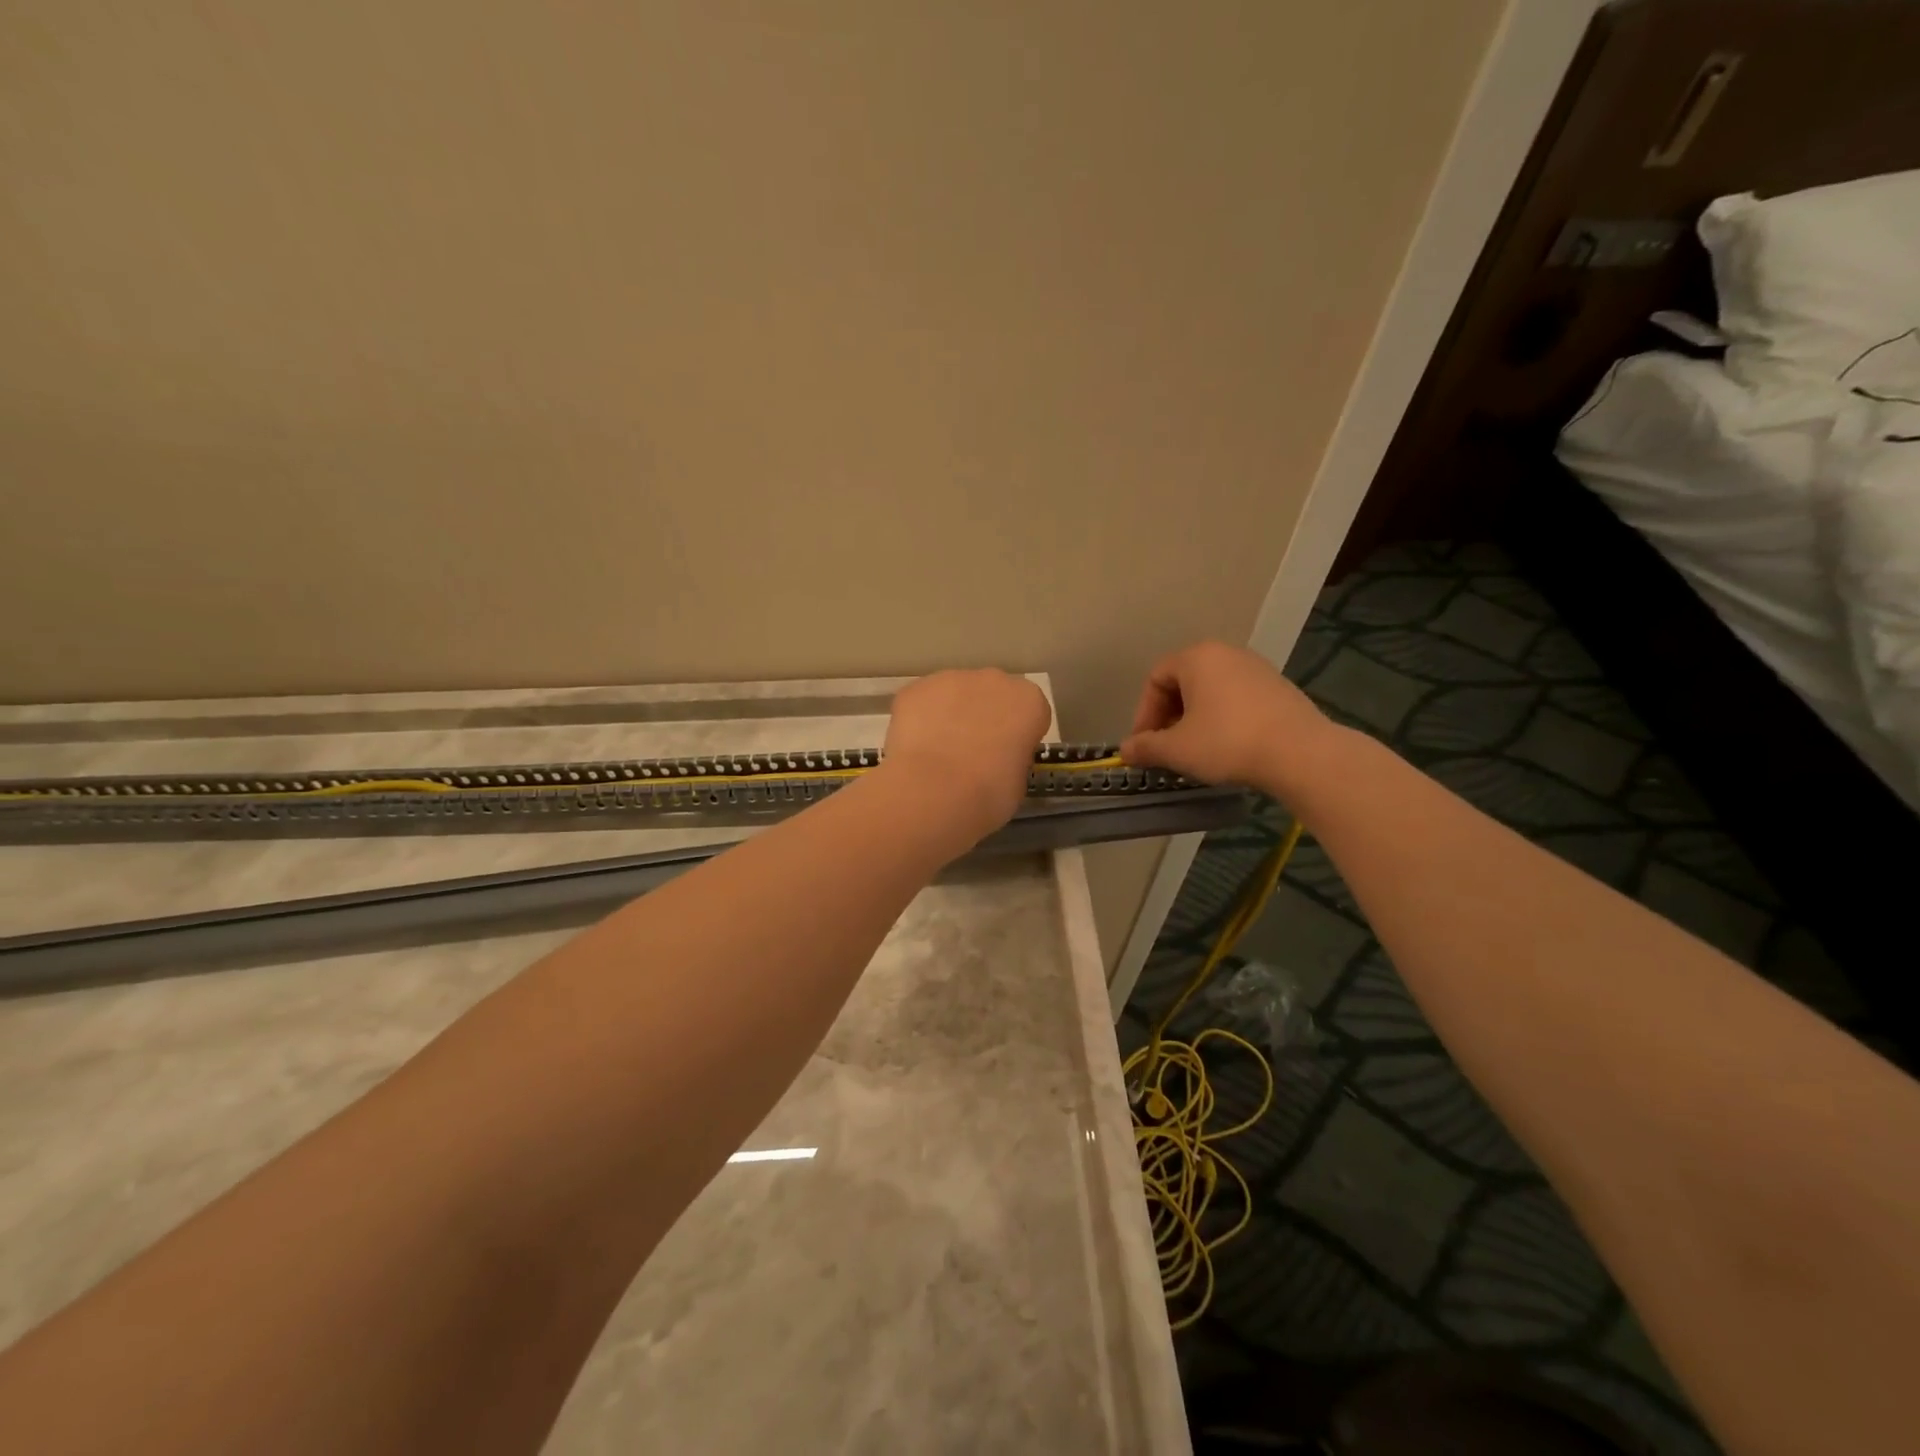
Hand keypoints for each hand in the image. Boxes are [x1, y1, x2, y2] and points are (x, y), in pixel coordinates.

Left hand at [880, 670, 1053, 844]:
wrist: (933, 792)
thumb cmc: (988, 794)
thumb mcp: (1018, 783)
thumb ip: (1013, 758)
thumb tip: (998, 758)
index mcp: (1029, 701)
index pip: (1031, 712)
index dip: (1018, 734)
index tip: (1007, 756)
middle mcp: (993, 680)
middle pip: (993, 694)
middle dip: (985, 716)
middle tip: (972, 752)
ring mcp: (951, 679)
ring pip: (955, 694)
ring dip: (951, 715)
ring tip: (938, 753)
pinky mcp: (915, 688)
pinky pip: (923, 702)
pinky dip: (920, 719)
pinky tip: (915, 748)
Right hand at [1120, 641, 1336, 792]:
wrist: (1300, 754)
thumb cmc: (1227, 742)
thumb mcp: (1177, 749)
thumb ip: (1146, 747)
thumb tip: (1125, 751)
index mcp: (1197, 657)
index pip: (1155, 678)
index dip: (1144, 713)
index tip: (1145, 745)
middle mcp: (1226, 653)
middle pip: (1183, 683)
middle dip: (1169, 717)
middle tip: (1167, 748)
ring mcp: (1257, 668)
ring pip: (1211, 692)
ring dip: (1195, 720)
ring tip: (1196, 751)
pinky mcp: (1279, 688)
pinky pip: (1237, 699)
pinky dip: (1223, 719)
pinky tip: (1227, 747)